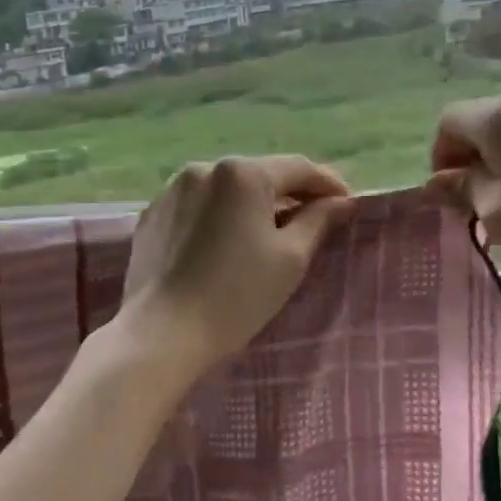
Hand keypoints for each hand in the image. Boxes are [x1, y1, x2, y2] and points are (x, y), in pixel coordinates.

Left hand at [118, 155, 355, 376]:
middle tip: (313, 218)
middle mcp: (204, 168)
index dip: (328, 184)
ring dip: (251, 203)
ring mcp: (172, 189)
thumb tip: (340, 201)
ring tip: (268, 232)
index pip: (298, 168)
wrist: (162, 333)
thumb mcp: (290, 258)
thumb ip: (318, 220)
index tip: (348, 204)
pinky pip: (198, 205)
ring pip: (226, 188)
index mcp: (243, 174)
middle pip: (260, 174)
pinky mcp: (153, 213)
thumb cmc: (237, 296)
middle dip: (289, 193)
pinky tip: (224, 243)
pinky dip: (218, 215)